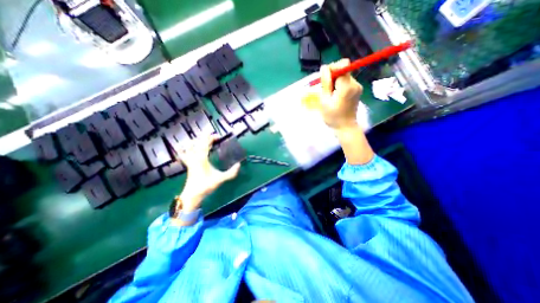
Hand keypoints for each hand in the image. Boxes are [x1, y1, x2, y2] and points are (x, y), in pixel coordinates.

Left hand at [176, 136, 239, 211]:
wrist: (192, 195)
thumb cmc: (206, 186)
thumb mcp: (220, 179)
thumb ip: (231, 173)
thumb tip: (239, 165)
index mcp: (202, 159)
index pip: (204, 144)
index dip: (210, 137)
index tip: (217, 135)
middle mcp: (195, 158)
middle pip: (198, 143)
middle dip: (205, 138)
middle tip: (214, 137)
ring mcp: (190, 161)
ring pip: (189, 147)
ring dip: (195, 141)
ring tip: (201, 139)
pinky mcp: (189, 165)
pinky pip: (184, 154)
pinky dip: (184, 149)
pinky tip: (184, 148)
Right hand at [317, 58, 364, 129]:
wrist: (345, 127)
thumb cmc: (333, 117)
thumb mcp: (324, 101)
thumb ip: (325, 83)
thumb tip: (324, 67)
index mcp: (346, 86)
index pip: (343, 65)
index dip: (333, 67)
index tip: (325, 77)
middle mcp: (355, 84)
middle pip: (344, 69)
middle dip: (332, 75)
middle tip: (325, 87)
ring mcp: (358, 87)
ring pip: (344, 76)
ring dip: (335, 81)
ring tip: (330, 94)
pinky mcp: (357, 90)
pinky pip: (347, 82)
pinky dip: (339, 85)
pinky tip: (335, 95)